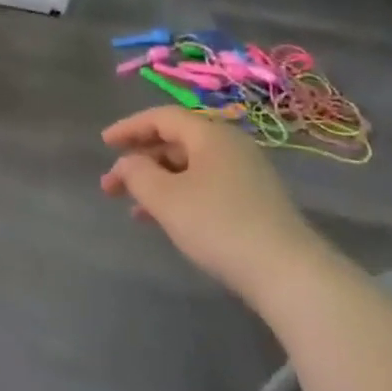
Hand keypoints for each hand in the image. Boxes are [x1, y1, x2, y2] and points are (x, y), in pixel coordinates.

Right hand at [100, 107, 322, 299]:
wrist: (288, 273)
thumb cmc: (218, 224)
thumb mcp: (165, 197)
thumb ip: (136, 173)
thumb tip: (128, 164)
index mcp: (210, 134)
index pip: (162, 117)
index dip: (129, 128)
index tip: (103, 144)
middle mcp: (230, 146)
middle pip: (175, 141)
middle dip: (139, 160)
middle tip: (111, 185)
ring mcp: (245, 174)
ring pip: (188, 167)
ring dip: (156, 182)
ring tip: (132, 208)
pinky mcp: (253, 201)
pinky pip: (204, 186)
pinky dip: (178, 196)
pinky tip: (163, 221)